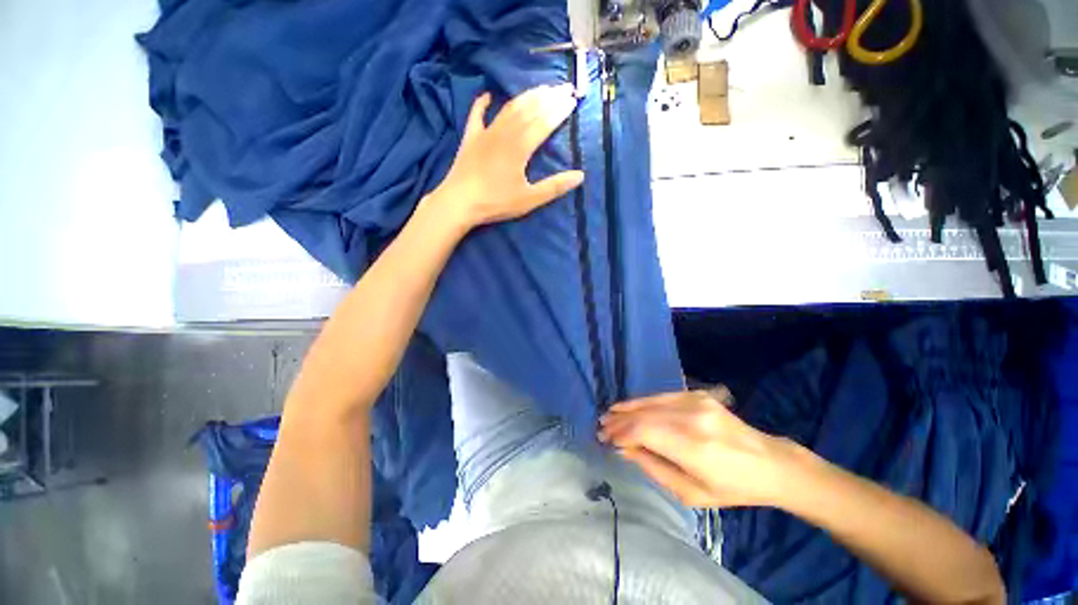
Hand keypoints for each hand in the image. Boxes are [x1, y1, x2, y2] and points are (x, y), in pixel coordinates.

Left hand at [427, 84, 584, 228]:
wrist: (459, 203)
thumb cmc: (496, 202)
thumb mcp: (529, 199)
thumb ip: (554, 187)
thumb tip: (580, 175)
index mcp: (520, 147)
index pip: (544, 123)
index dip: (559, 110)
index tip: (573, 99)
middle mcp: (504, 133)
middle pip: (529, 110)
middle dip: (549, 97)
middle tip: (564, 87)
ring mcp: (485, 133)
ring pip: (509, 108)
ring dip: (526, 97)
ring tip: (541, 88)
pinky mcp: (470, 138)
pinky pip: (476, 115)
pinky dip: (482, 103)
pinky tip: (488, 95)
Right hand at [598, 388, 793, 507]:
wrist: (770, 463)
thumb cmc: (732, 487)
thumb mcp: (691, 493)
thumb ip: (653, 467)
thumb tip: (624, 449)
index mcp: (693, 447)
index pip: (643, 431)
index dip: (620, 433)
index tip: (605, 439)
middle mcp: (692, 418)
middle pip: (644, 414)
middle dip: (619, 421)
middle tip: (601, 427)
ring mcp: (695, 402)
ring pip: (650, 402)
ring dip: (627, 409)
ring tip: (609, 414)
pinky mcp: (697, 394)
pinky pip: (662, 397)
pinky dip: (642, 402)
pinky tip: (630, 406)